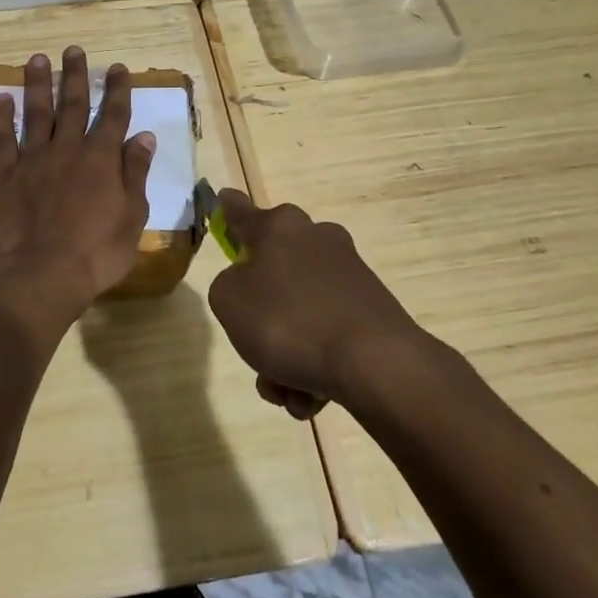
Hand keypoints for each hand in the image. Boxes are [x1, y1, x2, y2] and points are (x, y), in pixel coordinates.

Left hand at [0, 47, 157, 308]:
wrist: (42, 274)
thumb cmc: (97, 252)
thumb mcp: (132, 217)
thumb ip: (135, 173)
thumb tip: (144, 137)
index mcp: (102, 159)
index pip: (113, 115)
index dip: (117, 90)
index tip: (117, 68)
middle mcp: (68, 149)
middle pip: (73, 104)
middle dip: (76, 75)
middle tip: (74, 50)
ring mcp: (33, 159)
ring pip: (36, 113)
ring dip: (38, 84)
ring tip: (38, 59)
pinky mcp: (5, 175)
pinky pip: (2, 139)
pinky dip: (1, 118)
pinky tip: (1, 99)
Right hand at [206, 189, 426, 416]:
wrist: (374, 364)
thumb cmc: (287, 321)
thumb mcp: (228, 301)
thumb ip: (227, 286)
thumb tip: (249, 286)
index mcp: (280, 227)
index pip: (242, 212)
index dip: (229, 210)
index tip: (224, 200)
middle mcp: (317, 240)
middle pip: (273, 273)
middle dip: (260, 317)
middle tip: (253, 349)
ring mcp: (349, 275)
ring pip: (299, 313)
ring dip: (285, 353)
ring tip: (286, 390)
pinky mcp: (372, 310)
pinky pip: (327, 335)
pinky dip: (314, 364)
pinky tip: (312, 397)